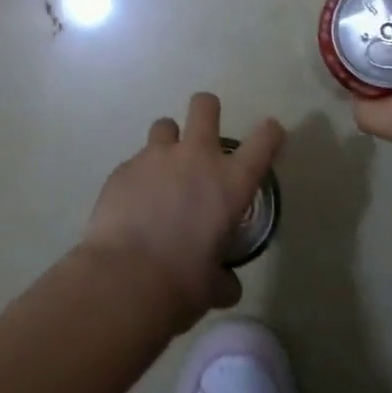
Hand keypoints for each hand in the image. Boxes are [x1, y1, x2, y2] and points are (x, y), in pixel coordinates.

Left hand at [81, 93, 284, 328]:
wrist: (124, 280)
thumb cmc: (181, 285)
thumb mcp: (214, 286)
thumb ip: (223, 277)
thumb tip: (224, 282)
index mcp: (230, 183)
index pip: (263, 141)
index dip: (269, 133)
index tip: (269, 134)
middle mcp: (195, 158)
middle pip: (205, 107)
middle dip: (207, 110)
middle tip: (204, 133)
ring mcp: (155, 157)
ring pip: (164, 126)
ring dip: (168, 143)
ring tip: (163, 172)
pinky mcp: (122, 168)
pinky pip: (135, 162)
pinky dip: (139, 177)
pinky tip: (133, 205)